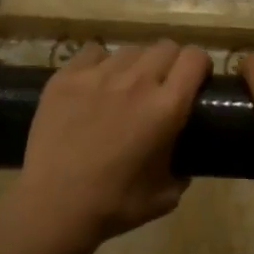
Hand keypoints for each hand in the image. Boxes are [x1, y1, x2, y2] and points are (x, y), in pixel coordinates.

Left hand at [12, 39, 209, 253]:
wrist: (53, 207)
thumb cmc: (114, 205)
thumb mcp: (166, 195)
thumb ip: (181, 170)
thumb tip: (182, 163)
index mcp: (166, 107)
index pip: (194, 58)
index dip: (200, 65)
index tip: (196, 79)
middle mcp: (136, 81)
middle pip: (165, 47)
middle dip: (171, 62)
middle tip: (163, 85)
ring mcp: (98, 75)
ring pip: (130, 49)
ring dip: (136, 64)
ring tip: (126, 86)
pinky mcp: (66, 77)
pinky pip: (93, 52)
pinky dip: (100, 64)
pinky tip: (95, 84)